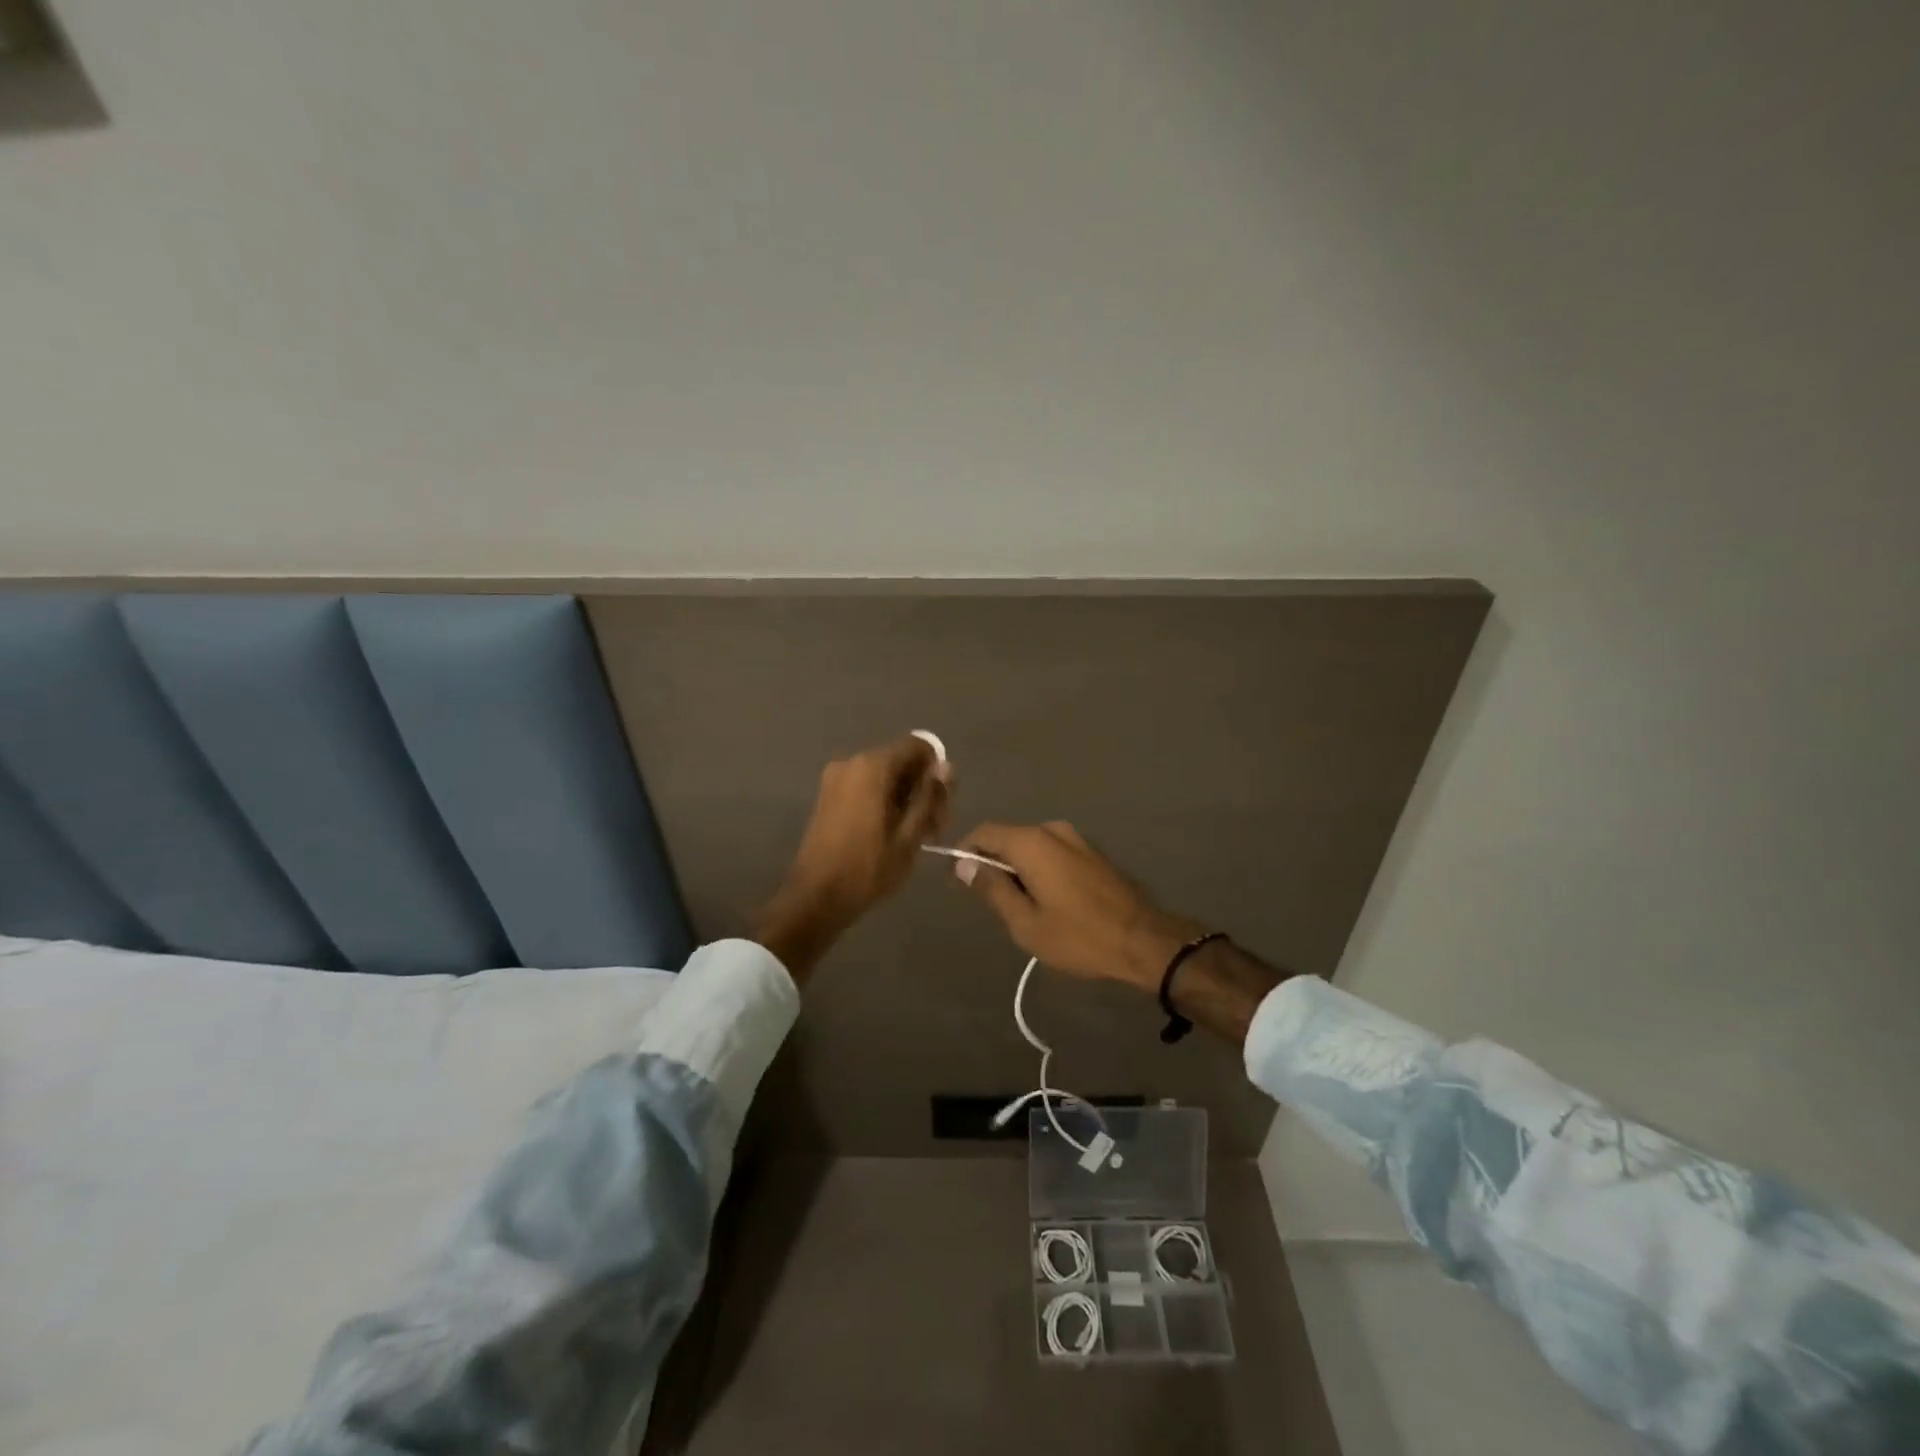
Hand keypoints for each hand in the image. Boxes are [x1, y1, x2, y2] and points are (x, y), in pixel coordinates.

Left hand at [756, 735, 951, 978]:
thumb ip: (930, 796)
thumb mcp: (910, 835)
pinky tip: (892, 834)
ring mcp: (836, 779)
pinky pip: (866, 788)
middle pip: (901, 762)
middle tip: (934, 830)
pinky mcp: (829, 797)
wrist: (816, 898)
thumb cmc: (868, 868)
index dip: (936, 771)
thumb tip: (946, 766)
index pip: (918, 746)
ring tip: (915, 837)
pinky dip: (884, 803)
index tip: (942, 805)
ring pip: (885, 777)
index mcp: (872, 766)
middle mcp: (852, 762)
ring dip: (905, 799)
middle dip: (922, 790)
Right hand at [950, 821, 1205, 992]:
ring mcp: (1076, 839)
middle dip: (994, 864)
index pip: (984, 832)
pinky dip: (1040, 869)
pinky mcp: (1092, 852)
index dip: (966, 852)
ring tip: (1021, 908)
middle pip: (1008, 838)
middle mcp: (1052, 830)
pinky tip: (1049, 902)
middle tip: (992, 904)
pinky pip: (1052, 853)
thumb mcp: (1025, 922)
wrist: (1144, 941)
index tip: (960, 881)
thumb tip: (963, 864)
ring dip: (1019, 869)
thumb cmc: (1079, 936)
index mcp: (1031, 842)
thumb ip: (991, 889)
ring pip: (1031, 847)